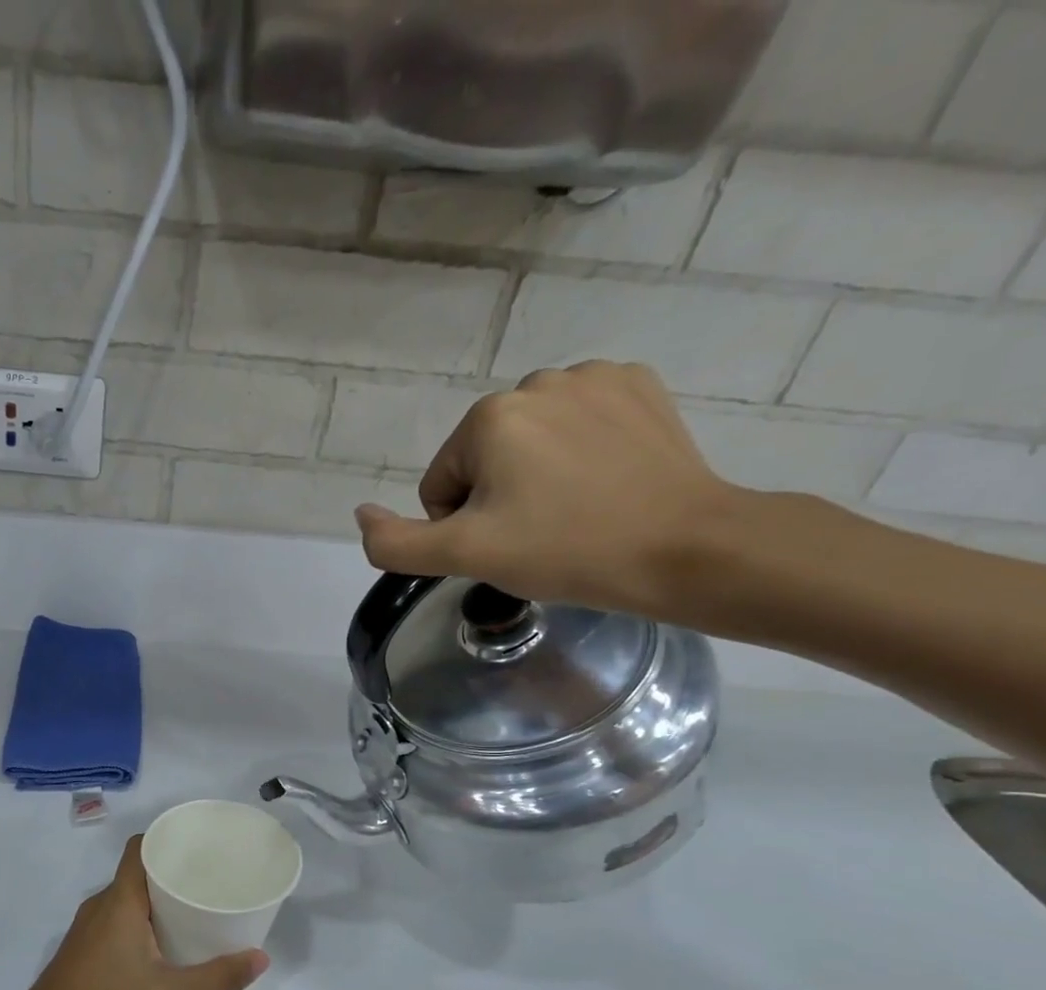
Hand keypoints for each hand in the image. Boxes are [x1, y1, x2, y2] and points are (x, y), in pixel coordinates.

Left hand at [0, 836, 269, 989]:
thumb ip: (217, 978)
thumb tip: (261, 959)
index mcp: (119, 902)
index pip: (140, 848)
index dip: (167, 838)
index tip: (202, 845)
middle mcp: (100, 905)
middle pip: (138, 871)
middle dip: (173, 871)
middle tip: (213, 879)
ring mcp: (87, 928)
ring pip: (127, 897)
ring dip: (158, 898)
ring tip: (196, 907)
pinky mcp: (82, 949)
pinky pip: (117, 917)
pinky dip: (142, 918)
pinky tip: (165, 941)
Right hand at [354, 361, 747, 619]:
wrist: (683, 548)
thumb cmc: (564, 550)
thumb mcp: (463, 556)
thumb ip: (394, 543)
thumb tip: (362, 512)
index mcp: (489, 417)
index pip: (442, 484)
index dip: (463, 525)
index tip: (506, 545)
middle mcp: (537, 381)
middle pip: (484, 458)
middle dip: (499, 496)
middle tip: (541, 533)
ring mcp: (594, 377)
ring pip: (531, 439)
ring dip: (538, 473)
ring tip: (576, 509)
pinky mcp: (638, 385)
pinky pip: (579, 421)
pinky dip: (581, 449)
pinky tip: (606, 480)